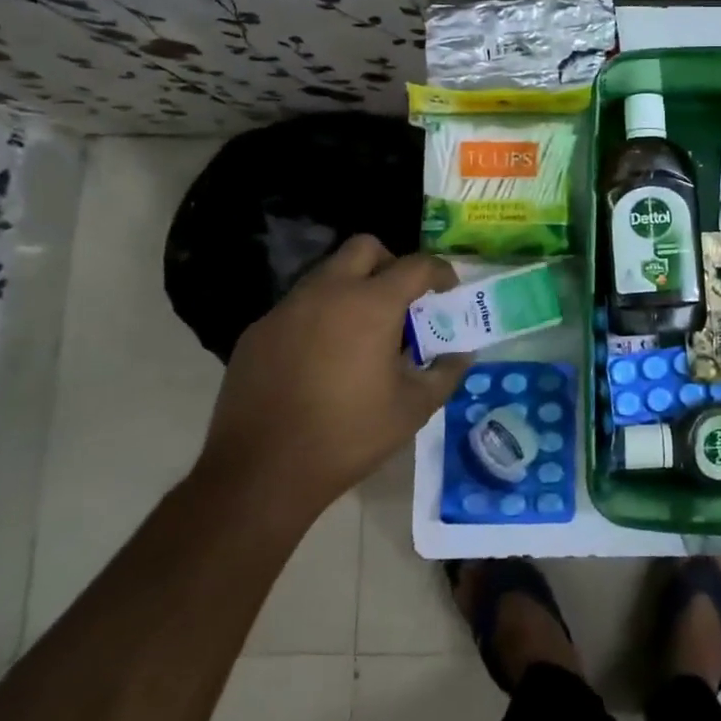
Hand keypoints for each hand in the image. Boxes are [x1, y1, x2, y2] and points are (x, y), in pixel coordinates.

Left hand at [196, 234, 470, 531]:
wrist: (261, 472)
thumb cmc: (348, 436)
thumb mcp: (414, 408)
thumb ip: (447, 371)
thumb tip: (461, 352)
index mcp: (371, 304)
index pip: (417, 265)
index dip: (441, 273)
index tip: (448, 292)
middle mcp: (327, 292)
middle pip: (365, 247)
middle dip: (391, 264)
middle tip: (402, 302)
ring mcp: (286, 309)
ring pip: (328, 274)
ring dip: (353, 289)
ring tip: (363, 334)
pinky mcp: (258, 331)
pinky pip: (299, 306)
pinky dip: (321, 316)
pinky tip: (323, 359)